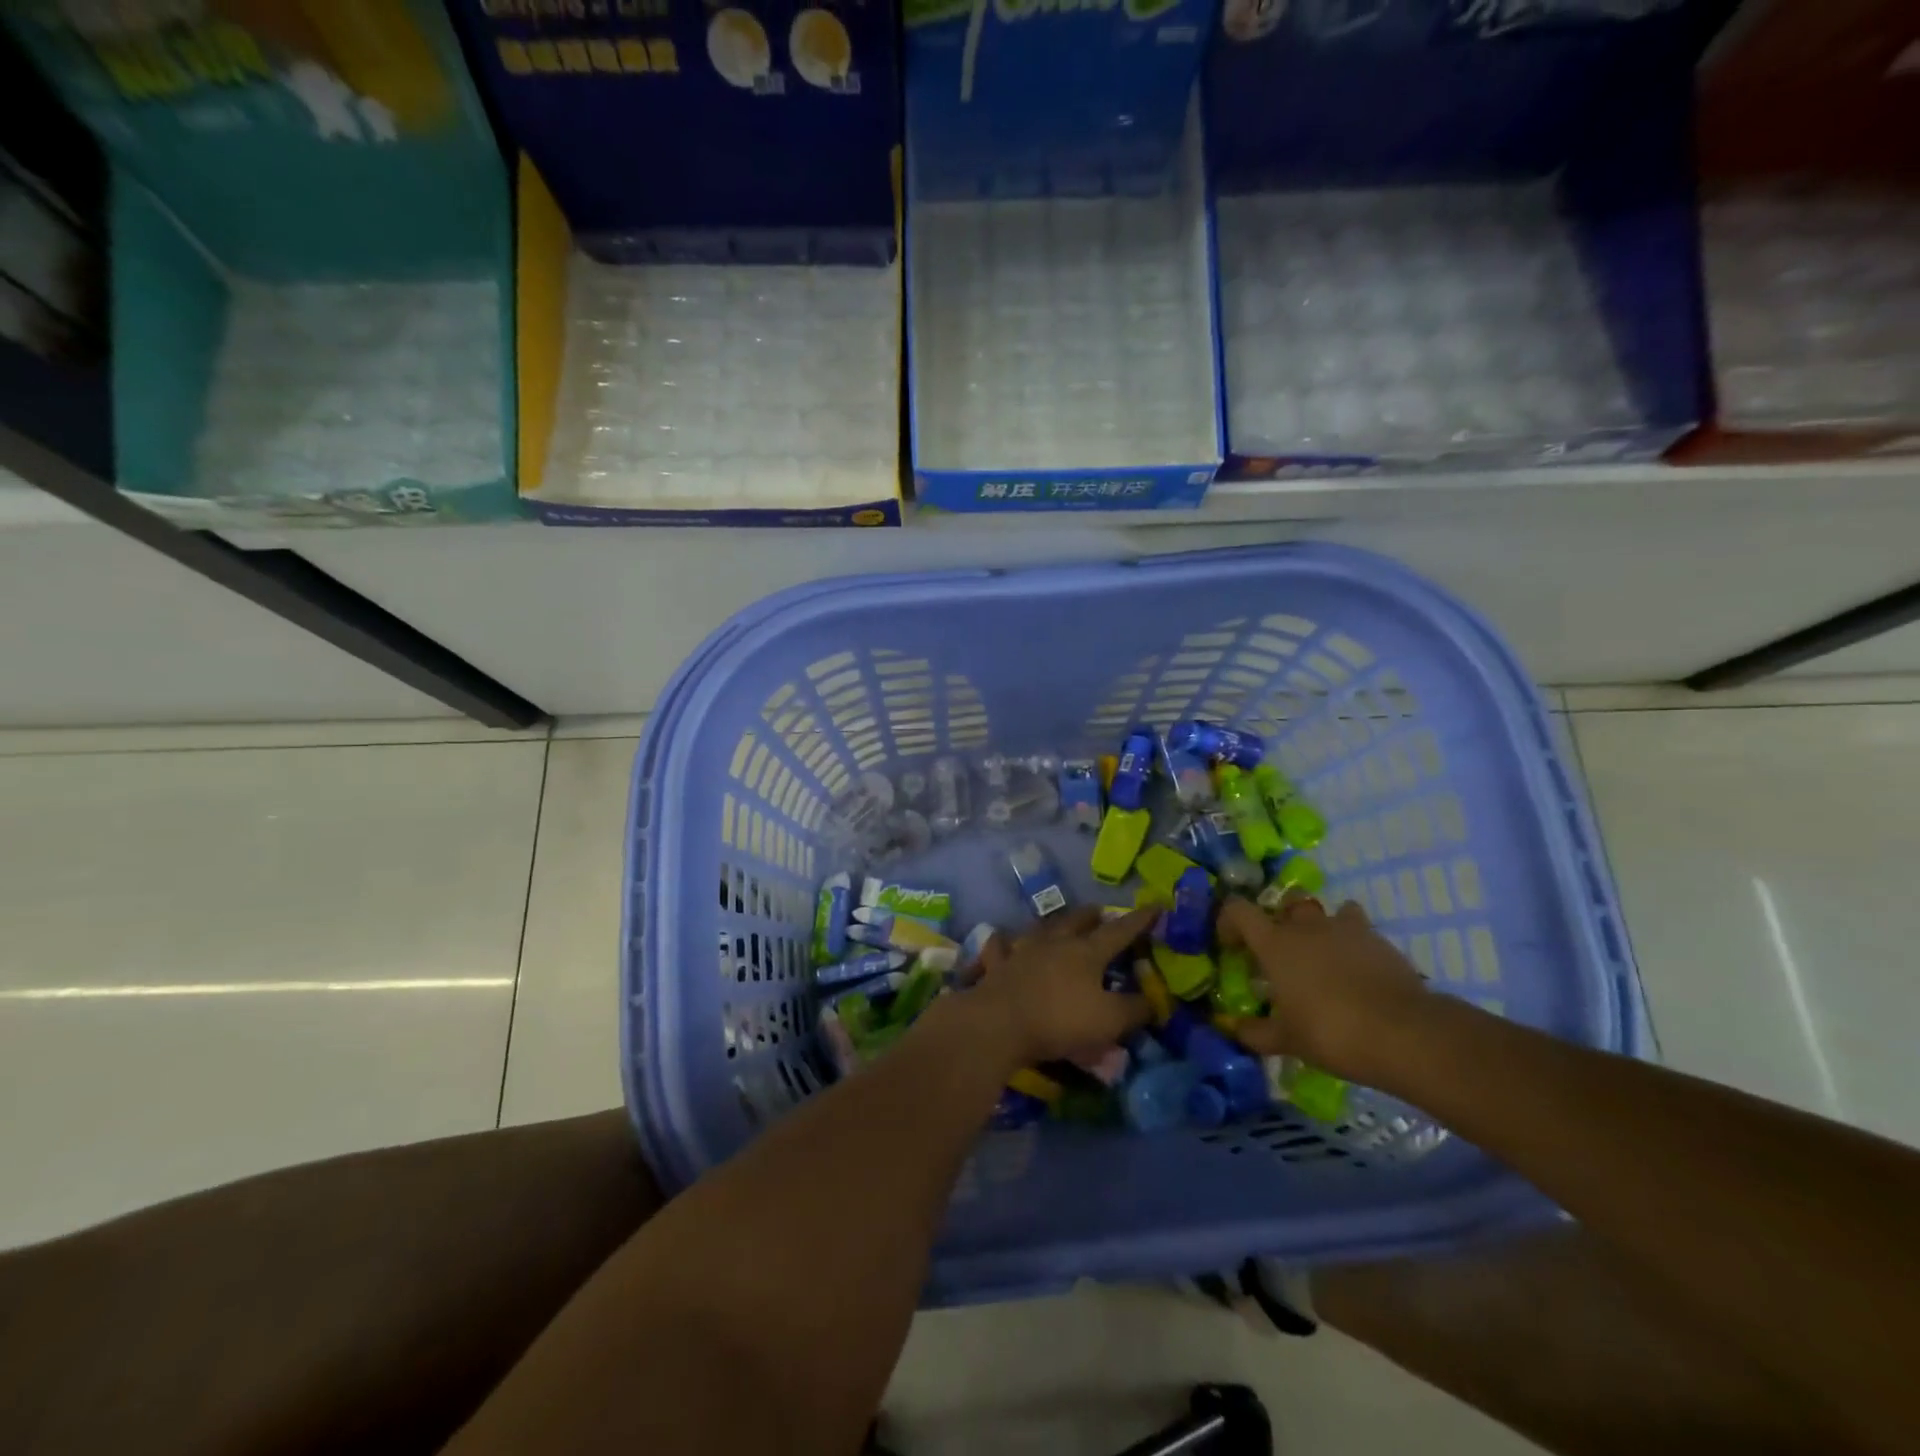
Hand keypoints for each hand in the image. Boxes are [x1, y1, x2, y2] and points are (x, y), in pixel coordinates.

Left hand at [962, 906, 1155, 1070]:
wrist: (999, 1023)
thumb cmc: (1060, 1020)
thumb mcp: (1109, 1021)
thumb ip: (1135, 1009)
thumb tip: (1154, 999)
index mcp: (1087, 952)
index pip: (1120, 930)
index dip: (1140, 919)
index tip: (1156, 905)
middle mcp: (1055, 942)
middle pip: (1077, 920)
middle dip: (1093, 915)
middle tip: (1101, 913)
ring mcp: (1022, 949)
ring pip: (1041, 927)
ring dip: (1054, 923)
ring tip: (1060, 923)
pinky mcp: (997, 964)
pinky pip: (1000, 946)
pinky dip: (1004, 942)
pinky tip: (1004, 940)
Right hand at [1220, 894, 1432, 1080]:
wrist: (1404, 1033)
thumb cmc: (1331, 1031)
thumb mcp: (1286, 1040)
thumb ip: (1256, 1033)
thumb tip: (1235, 1029)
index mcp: (1275, 943)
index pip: (1238, 910)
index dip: (1229, 921)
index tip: (1231, 946)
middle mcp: (1306, 926)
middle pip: (1286, 902)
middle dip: (1281, 920)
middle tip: (1283, 951)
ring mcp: (1346, 929)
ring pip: (1327, 911)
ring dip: (1320, 927)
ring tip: (1323, 957)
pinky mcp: (1379, 941)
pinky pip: (1360, 929)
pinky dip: (1353, 943)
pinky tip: (1357, 970)